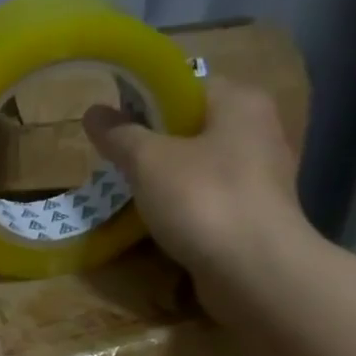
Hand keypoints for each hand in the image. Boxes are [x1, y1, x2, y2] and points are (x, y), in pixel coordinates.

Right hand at [83, 75, 308, 303]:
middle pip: (192, 127)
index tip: (115, 126)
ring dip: (166, 180)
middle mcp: (258, 130)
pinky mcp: (255, 215)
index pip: (186, 85)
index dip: (146, 100)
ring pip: (200, 166)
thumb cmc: (203, 200)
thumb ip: (120, 134)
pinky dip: (184, 208)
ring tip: (131, 196)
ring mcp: (261, 176)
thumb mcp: (148, 161)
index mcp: (240, 102)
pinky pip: (209, 200)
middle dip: (153, 144)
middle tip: (117, 163)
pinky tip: (160, 224)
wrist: (254, 271)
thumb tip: (93, 111)